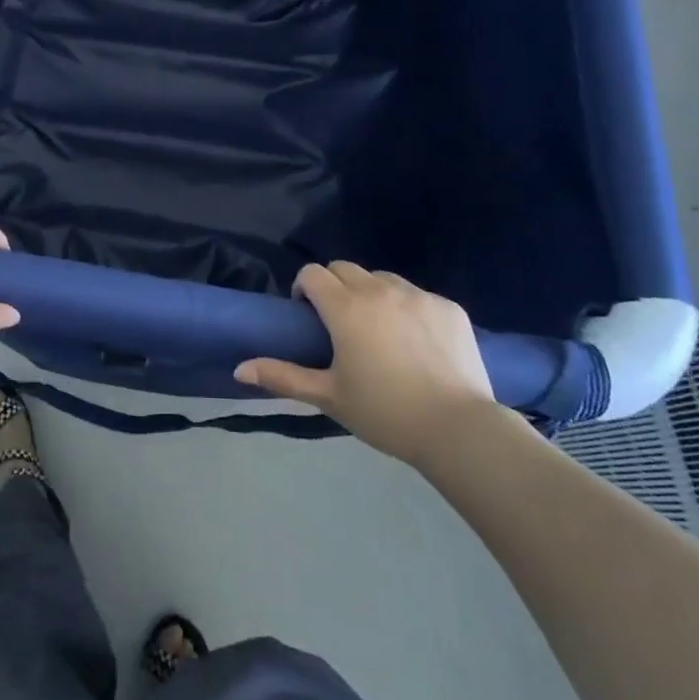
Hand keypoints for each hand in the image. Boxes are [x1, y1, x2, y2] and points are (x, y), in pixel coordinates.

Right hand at [234, 262, 496, 463]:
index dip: (304, 288)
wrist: (459, 430)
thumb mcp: (329, 397)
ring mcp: (417, 295)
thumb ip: (283, 377)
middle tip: (340, 324)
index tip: (308, 315)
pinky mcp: (448, 306)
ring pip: (382, 279)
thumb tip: (239, 369)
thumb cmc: (386, 414)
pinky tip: (417, 343)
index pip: (313, 273)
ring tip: (379, 331)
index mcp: (346, 308)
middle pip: (345, 268)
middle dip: (334, 287)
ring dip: (371, 294)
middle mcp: (379, 290)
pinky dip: (408, 309)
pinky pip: (417, 296)